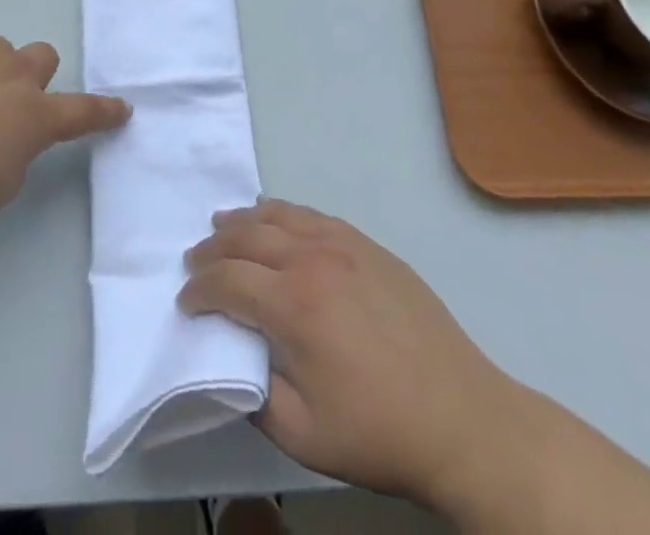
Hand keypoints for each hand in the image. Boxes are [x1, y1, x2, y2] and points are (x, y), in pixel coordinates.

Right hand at [180, 199, 523, 512]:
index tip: (186, 304)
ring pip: (278, 217)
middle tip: (194, 262)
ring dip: (243, 221)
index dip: (199, 291)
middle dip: (212, 249)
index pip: (227, 282)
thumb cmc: (379, 433)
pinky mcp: (368, 246)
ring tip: (221, 226)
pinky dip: (283, 213)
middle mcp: (312, 261)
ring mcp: (343, 246)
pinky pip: (313, 216)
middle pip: (246, 238)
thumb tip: (233, 358)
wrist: (463, 419)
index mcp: (293, 306)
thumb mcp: (304, 436)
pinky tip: (274, 218)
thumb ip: (255, 394)